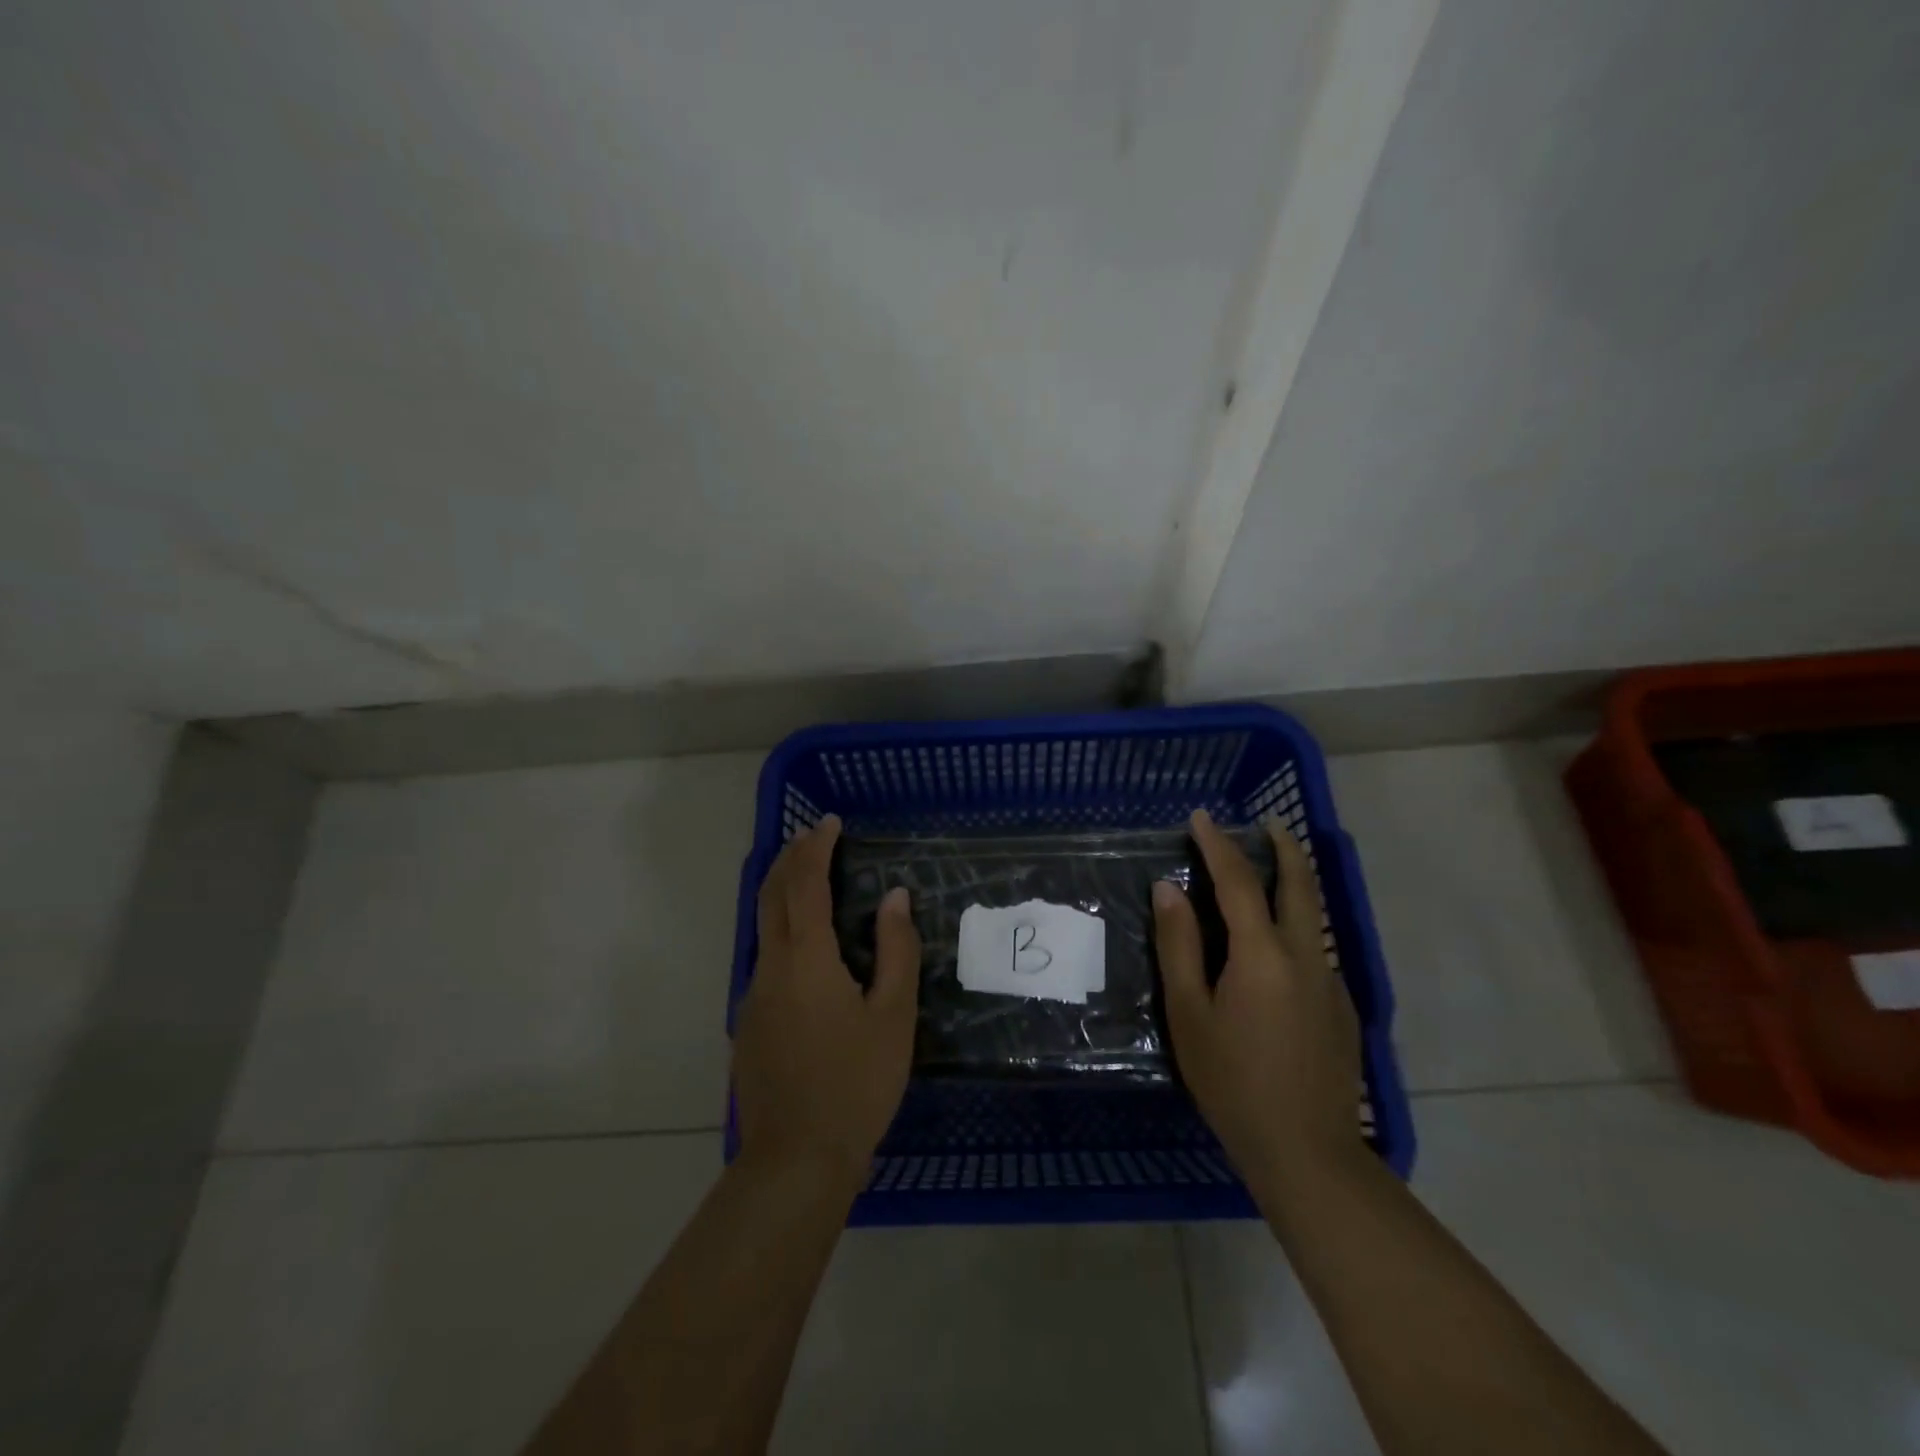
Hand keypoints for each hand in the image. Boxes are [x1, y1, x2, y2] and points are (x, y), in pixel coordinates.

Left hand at [734, 815, 920, 1191]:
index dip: (816, 848)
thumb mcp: (893, 1016)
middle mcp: (770, 967)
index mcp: (806, 959)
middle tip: (813, 836)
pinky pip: (765, 958)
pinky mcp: (749, 1024)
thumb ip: (896, 950)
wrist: (796, 1160)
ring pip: (763, 927)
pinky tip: (807, 948)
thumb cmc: (856, 1084)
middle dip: (790, 858)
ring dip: (783, 892)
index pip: (805, 884)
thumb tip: (894, 898)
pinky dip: (782, 930)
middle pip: (772, 896)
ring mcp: (753, 997)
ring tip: (809, 877)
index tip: (830, 823)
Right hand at [1152, 809, 1363, 1197]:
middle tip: (1267, 824)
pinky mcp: (1342, 1008)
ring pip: (1312, 916)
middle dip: (1283, 847)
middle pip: (1299, 884)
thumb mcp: (1189, 1013)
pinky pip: (1315, 950)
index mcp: (1262, 954)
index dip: (1217, 844)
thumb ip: (1179, 945)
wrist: (1307, 1153)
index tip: (1200, 817)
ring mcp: (1330, 982)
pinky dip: (1295, 927)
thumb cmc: (1232, 1082)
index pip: (1238, 880)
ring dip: (1292, 885)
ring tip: (1266, 875)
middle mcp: (1305, 955)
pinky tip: (1273, 953)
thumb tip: (1168, 889)